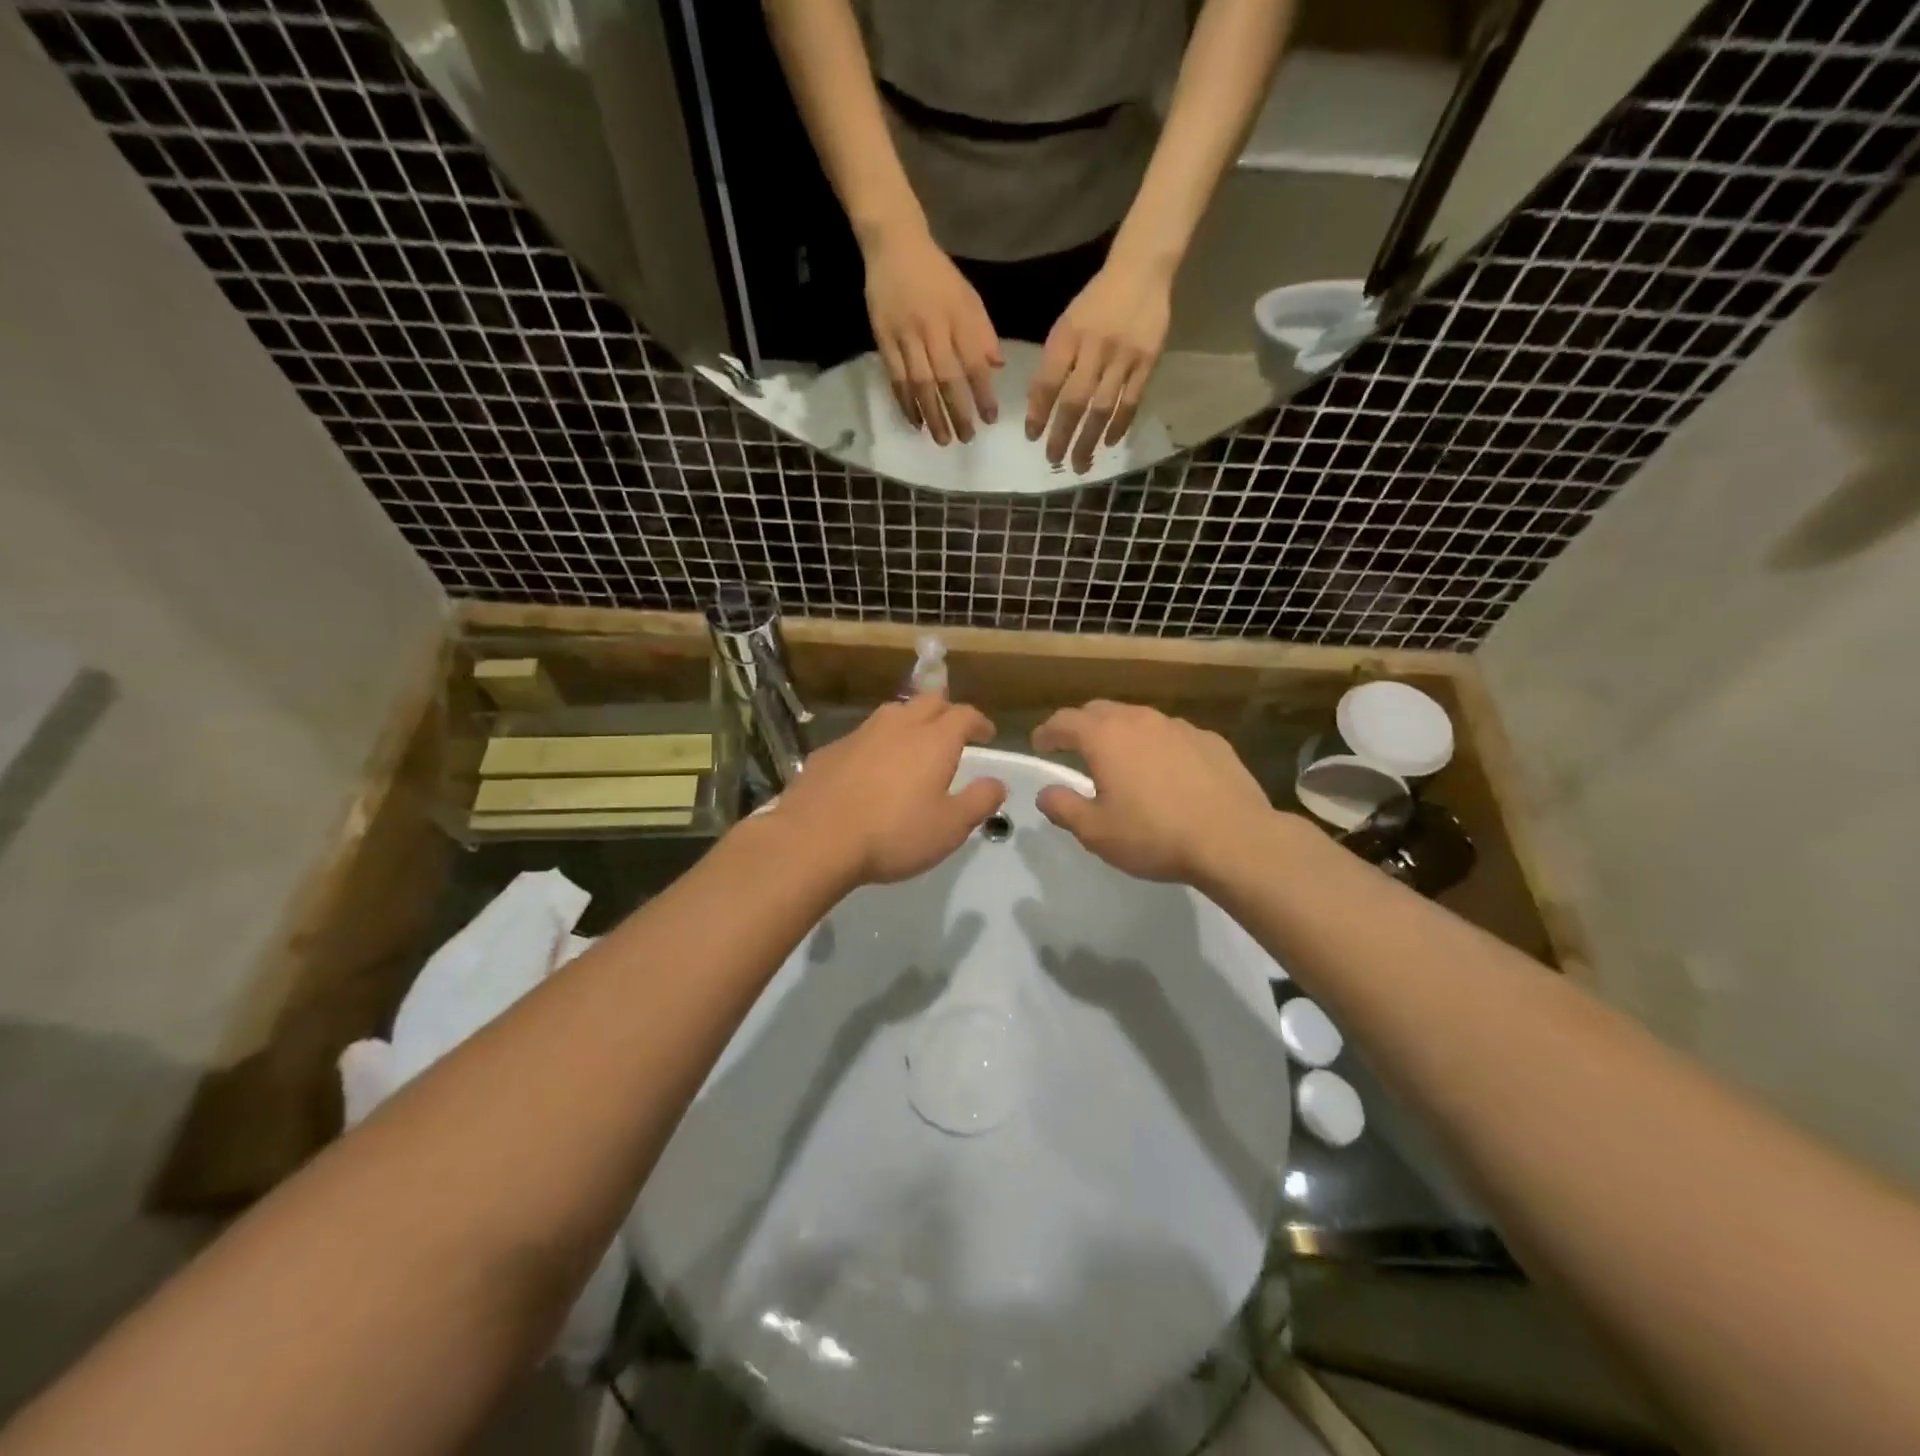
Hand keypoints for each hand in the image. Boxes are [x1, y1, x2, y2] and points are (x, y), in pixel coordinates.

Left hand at [772, 694, 1006, 884]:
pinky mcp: (831, 749)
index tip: (986, 734)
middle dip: (946, 711)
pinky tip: (872, 767)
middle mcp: (899, 726)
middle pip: (929, 701)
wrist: (815, 838)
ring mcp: (860, 734)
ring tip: (914, 744)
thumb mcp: (950, 827)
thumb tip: (997, 783)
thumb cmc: (893, 834)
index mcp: (934, 740)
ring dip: (910, 721)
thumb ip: (979, 801)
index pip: (964, 714)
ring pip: (893, 712)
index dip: (979, 722)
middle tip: (953, 732)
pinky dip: (878, 743)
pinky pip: (863, 735)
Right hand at [863, 226, 1002, 444]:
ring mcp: (906, 335)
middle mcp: (933, 328)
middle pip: (947, 378)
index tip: (990, 419)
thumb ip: (983, 332)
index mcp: (958, 317)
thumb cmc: (937, 275)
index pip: (974, 362)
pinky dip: (906, 403)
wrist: (894, 244)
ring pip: (920, 383)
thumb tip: (997, 368)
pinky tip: (915, 421)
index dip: (983, 393)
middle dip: (958, 412)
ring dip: (932, 414)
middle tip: (966, 439)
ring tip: (942, 439)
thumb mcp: (968, 297)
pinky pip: (896, 378)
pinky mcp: (883, 339)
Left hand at [1026, 256, 1172, 471]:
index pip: (1049, 382)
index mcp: (1069, 335)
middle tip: (1053, 460)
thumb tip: (1038, 406)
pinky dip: (1118, 425)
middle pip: (1075, 401)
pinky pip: (1131, 401)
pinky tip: (1108, 443)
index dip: (1038, 412)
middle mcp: (1094, 347)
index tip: (1032, 436)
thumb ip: (1054, 362)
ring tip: (1080, 463)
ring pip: (1102, 407)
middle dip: (1062, 435)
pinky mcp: (1147, 361)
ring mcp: (1123, 356)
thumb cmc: (1096, 303)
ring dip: (1089, 439)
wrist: (1141, 271)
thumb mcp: (1067, 325)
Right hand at [1031, 701, 1271, 885]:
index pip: (1064, 721)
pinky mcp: (1210, 740)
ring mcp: (1179, 726)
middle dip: (1081, 726)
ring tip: (1120, 760)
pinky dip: (1157, 746)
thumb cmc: (1155, 836)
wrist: (1234, 839)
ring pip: (1138, 720)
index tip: (1039, 743)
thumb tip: (1046, 793)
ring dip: (1121, 734)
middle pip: (1100, 711)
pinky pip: (1171, 735)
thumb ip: (1063, 808)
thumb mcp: (1096, 832)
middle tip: (1074, 748)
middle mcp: (1139, 720)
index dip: (1047, 731)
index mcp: (1105, 737)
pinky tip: (1166, 772)